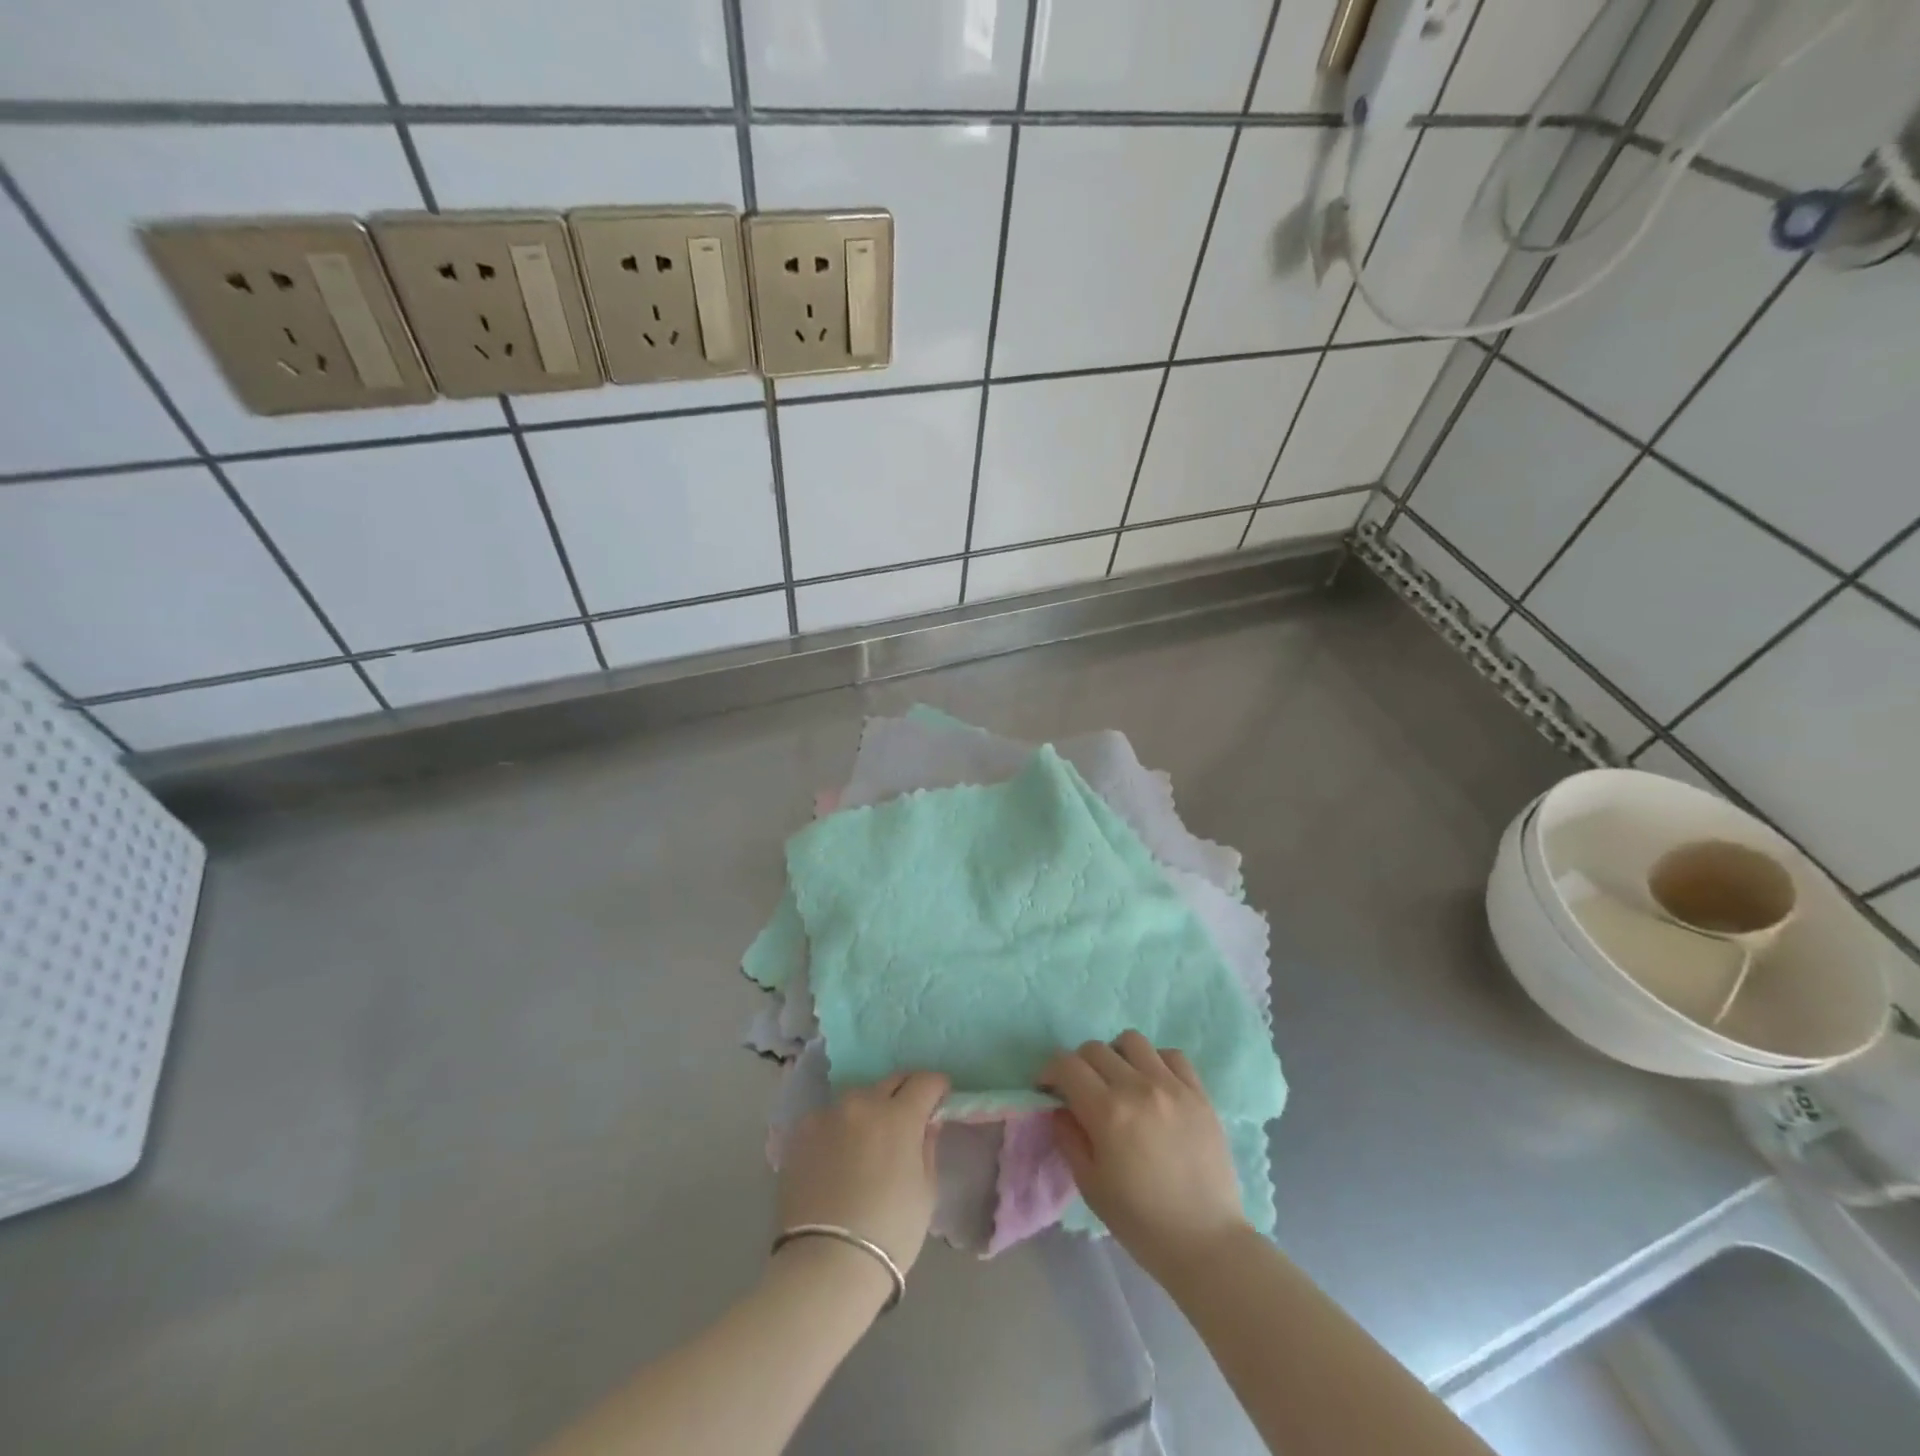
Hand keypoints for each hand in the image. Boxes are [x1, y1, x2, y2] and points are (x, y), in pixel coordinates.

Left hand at [776, 1071, 950, 1278]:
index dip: (937, 1087)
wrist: (826, 1265)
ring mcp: (828, 1115)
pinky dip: (839, 1128)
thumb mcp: (925, 1192)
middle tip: (909, 1114)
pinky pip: (828, 1119)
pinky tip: (838, 1155)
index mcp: (899, 1115)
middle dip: (905, 1092)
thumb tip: (926, 1124)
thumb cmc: (889, 1232)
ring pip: (857, 1099)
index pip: (925, 1081)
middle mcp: (862, 1103)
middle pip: (891, 1081)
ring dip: (870, 1110)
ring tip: (869, 1139)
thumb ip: (927, 1147)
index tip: (940, 1098)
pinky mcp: (801, 1133)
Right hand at [1040, 1032, 1248, 1274]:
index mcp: (1108, 1112)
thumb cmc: (1142, 1222)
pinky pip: (1171, 1055)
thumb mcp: (1090, 1185)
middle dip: (1079, 1065)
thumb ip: (1069, 1137)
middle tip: (1082, 1090)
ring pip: (1132, 1041)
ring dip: (1117, 1056)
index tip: (1048, 1088)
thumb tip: (1060, 1107)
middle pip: (1095, 1049)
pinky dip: (1155, 1062)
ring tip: (1120, 1082)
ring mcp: (1172, 1086)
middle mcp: (1138, 1088)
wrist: (1207, 1244)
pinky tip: (1154, 1086)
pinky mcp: (1199, 1093)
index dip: (1050, 1071)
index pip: (1067, 1065)